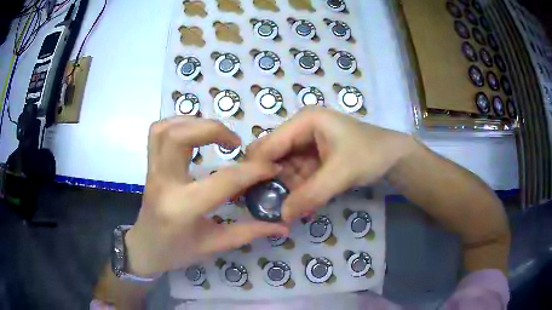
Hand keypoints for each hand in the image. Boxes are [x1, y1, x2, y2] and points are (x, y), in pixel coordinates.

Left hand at [125, 117, 288, 277]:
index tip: (272, 166)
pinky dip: (178, 123)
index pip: (223, 180)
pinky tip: (194, 133)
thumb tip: (282, 225)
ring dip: (194, 123)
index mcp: (182, 208)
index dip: (252, 170)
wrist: (145, 248)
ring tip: (215, 134)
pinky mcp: (149, 165)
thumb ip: (249, 232)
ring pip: (166, 129)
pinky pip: (157, 131)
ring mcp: (152, 171)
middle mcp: (164, 183)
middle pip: (180, 137)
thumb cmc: (177, 251)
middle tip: (235, 142)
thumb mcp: (214, 245)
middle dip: (213, 129)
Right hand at [247, 107, 415, 220]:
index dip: (258, 168)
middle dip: (271, 180)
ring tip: (286, 209)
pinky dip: (297, 189)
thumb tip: (281, 215)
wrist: (393, 157)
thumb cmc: (369, 155)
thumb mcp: (341, 173)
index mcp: (304, 121)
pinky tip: (299, 204)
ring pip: (284, 168)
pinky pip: (297, 174)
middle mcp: (300, 129)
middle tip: (267, 206)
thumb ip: (311, 194)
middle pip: (273, 156)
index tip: (252, 196)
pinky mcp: (313, 157)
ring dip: (285, 188)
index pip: (269, 144)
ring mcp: (306, 144)